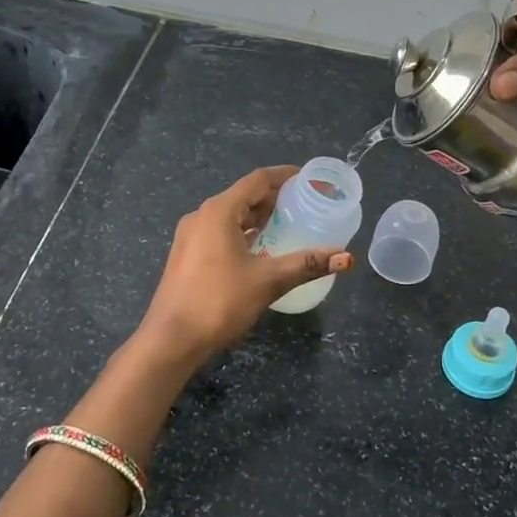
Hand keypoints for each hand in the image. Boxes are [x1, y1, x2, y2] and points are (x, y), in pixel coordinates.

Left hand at [136, 165, 353, 362]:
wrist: (170, 340)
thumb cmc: (219, 302)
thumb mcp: (268, 281)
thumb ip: (306, 265)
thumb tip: (346, 257)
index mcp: (219, 211)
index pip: (257, 180)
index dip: (284, 176)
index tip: (307, 178)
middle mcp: (202, 216)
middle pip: (243, 195)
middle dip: (273, 197)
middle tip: (304, 204)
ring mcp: (191, 236)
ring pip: (231, 215)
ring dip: (258, 216)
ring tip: (287, 223)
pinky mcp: (188, 255)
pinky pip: (220, 231)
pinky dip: (243, 232)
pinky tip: (260, 248)